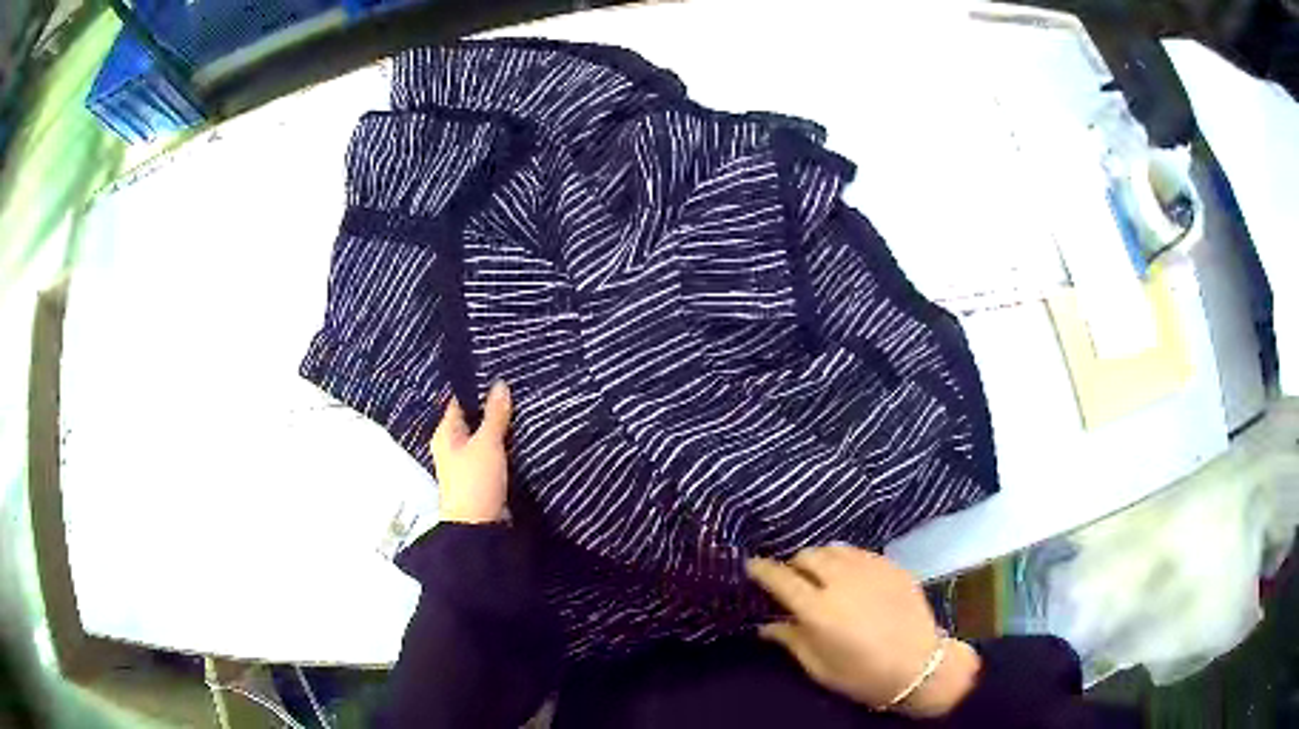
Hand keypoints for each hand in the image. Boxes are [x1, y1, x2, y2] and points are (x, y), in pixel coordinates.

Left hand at [429, 381, 511, 523]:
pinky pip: (493, 455)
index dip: (477, 389)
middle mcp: (452, 446)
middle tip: (517, 389)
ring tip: (523, 409)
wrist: (478, 527)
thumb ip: (495, 414)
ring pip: (484, 438)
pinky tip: (521, 438)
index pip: (459, 402)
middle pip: (473, 420)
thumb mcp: (487, 443)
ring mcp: (467, 463)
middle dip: (492, 409)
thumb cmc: (475, 481)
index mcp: (446, 434)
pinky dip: (504, 447)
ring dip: (500, 429)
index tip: (499, 374)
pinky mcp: (481, 478)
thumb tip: (499, 384)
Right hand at [747, 546, 979, 717]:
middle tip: (793, 579)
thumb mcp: (819, 667)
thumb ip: (790, 640)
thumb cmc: (862, 675)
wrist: (919, 666)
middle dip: (794, 564)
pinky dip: (847, 559)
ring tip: (821, 574)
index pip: (781, 578)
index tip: (751, 565)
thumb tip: (765, 625)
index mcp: (818, 609)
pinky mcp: (892, 566)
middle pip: (808, 555)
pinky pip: (860, 552)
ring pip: (834, 548)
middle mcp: (842, 581)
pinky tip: (851, 576)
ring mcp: (870, 569)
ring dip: (821, 558)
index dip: (762, 569)